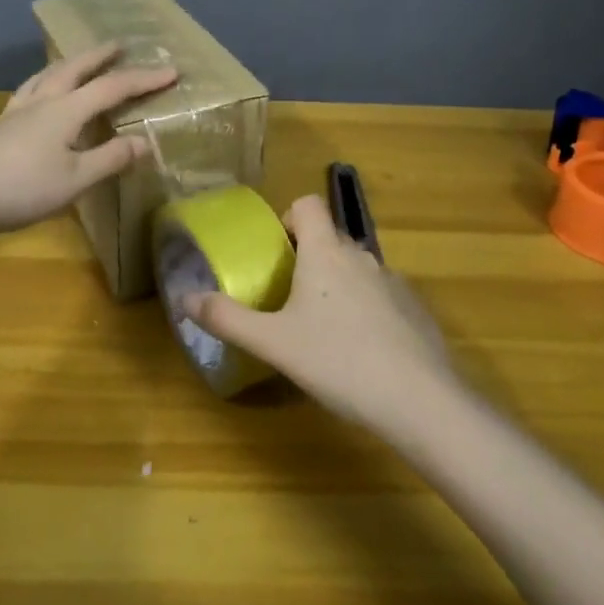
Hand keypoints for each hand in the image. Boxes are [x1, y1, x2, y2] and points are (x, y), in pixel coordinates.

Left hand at [0, 42, 176, 238]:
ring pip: (50, 74)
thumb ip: (111, 158)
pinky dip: (46, 79)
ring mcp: (20, 110)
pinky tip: (41, 89)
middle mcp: (45, 100)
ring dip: (73, 62)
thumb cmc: (21, 188)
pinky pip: (31, 88)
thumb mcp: (75, 179)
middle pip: (77, 68)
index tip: (173, 71)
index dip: (145, 79)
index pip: (114, 87)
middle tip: (121, 44)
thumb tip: (145, 142)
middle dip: (103, 56)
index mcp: (67, 110)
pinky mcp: (3, 124)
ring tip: (83, 58)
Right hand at [180, 194, 460, 430]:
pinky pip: (381, 295)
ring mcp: (393, 281)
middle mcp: (361, 255)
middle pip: (329, 238)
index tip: (275, 252)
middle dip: (307, 258)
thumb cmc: (338, 360)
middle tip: (287, 298)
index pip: (307, 204)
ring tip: (323, 330)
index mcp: (325, 252)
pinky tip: (362, 352)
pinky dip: (366, 310)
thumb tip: (184, 298)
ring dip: (337, 285)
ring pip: (355, 269)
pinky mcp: (415, 309)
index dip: (288, 218)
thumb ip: (227, 318)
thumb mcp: (273, 343)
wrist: (419, 400)